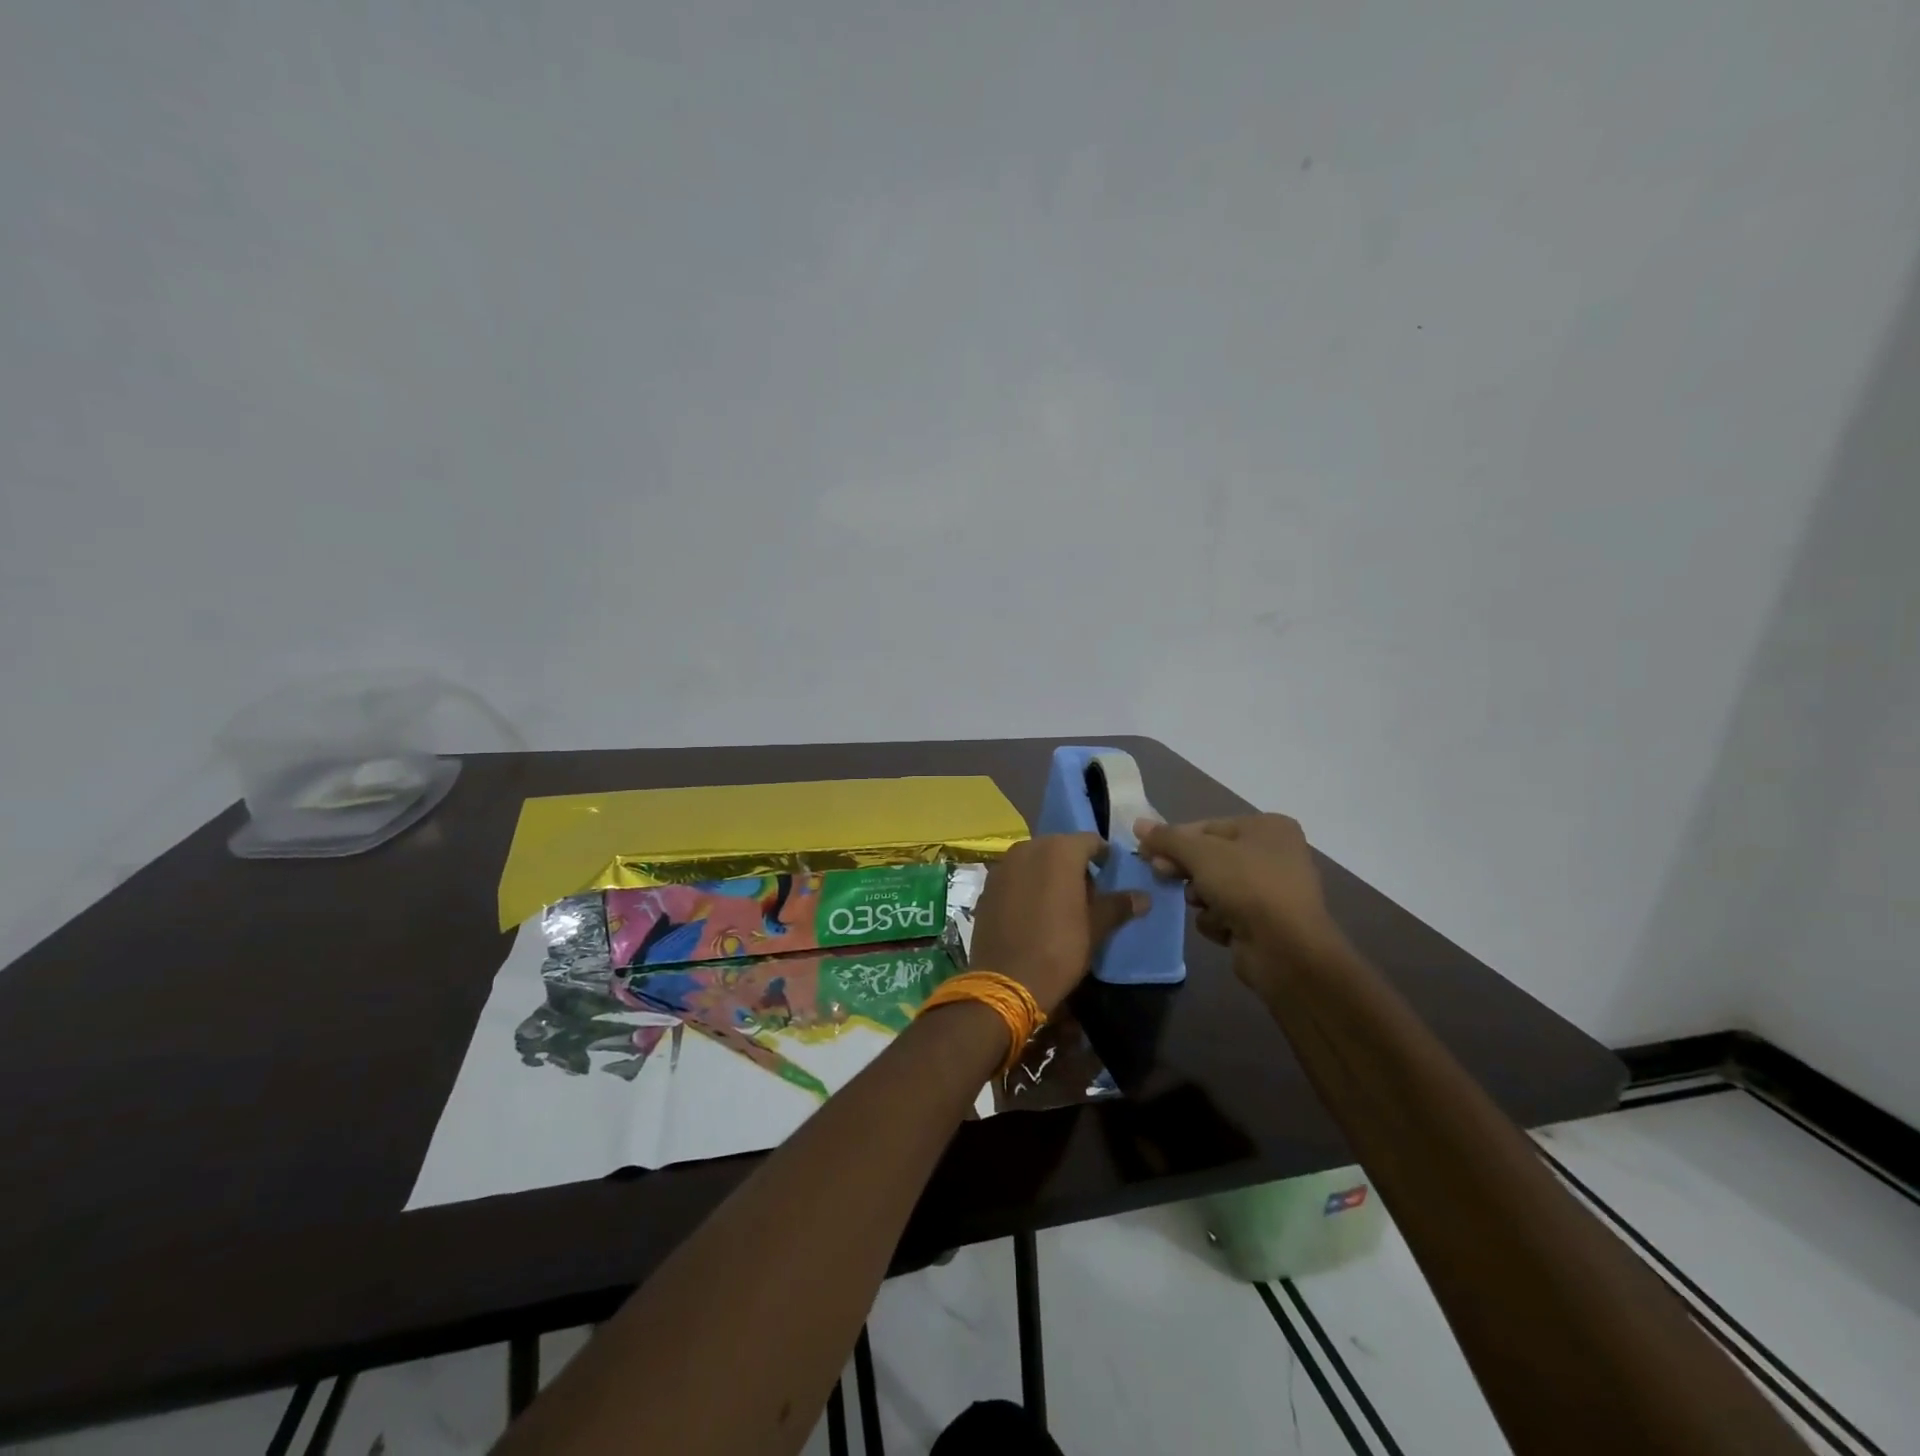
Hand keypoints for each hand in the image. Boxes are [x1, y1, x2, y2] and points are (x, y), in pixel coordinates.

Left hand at [969, 833, 1144, 1012]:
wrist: (1006, 980)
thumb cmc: (1059, 949)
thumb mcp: (1095, 928)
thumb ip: (1118, 906)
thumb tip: (1143, 897)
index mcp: (1059, 851)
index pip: (1090, 842)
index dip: (1103, 857)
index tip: (1110, 876)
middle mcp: (1028, 848)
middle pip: (1060, 847)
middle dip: (1074, 865)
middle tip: (1087, 893)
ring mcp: (1003, 865)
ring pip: (1034, 859)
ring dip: (1048, 873)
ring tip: (1060, 902)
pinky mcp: (987, 885)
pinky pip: (1015, 875)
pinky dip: (1026, 884)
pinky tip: (1032, 910)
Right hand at [1134, 814, 1343, 989]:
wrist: (1287, 949)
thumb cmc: (1247, 886)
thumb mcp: (1200, 853)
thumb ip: (1167, 838)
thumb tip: (1138, 823)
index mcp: (1267, 827)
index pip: (1207, 827)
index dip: (1174, 839)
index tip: (1147, 853)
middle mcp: (1274, 854)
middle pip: (1210, 857)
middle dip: (1186, 869)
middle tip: (1162, 875)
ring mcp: (1271, 891)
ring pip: (1214, 887)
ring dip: (1202, 897)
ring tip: (1204, 906)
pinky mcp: (1265, 922)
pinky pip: (1227, 913)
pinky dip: (1219, 920)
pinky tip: (1225, 928)